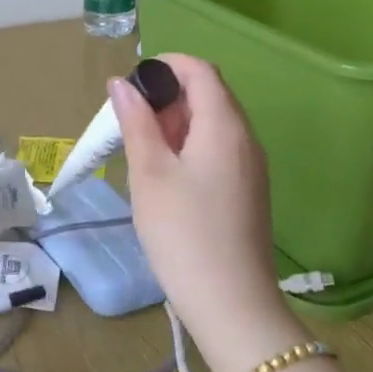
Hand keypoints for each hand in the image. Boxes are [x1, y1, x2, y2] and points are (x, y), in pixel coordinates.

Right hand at [112, 55, 305, 369]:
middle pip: (209, 95)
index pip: (200, 70)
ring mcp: (251, 167)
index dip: (165, 66)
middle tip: (129, 124)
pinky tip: (165, 178)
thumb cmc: (184, 233)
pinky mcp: (247, 191)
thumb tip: (121, 83)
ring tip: (142, 151)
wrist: (232, 305)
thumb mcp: (150, 174)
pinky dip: (190, 148)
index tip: (131, 86)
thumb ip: (137, 122)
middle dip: (167, 97)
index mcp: (225, 125)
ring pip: (213, 124)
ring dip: (176, 125)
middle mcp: (246, 138)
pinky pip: (219, 150)